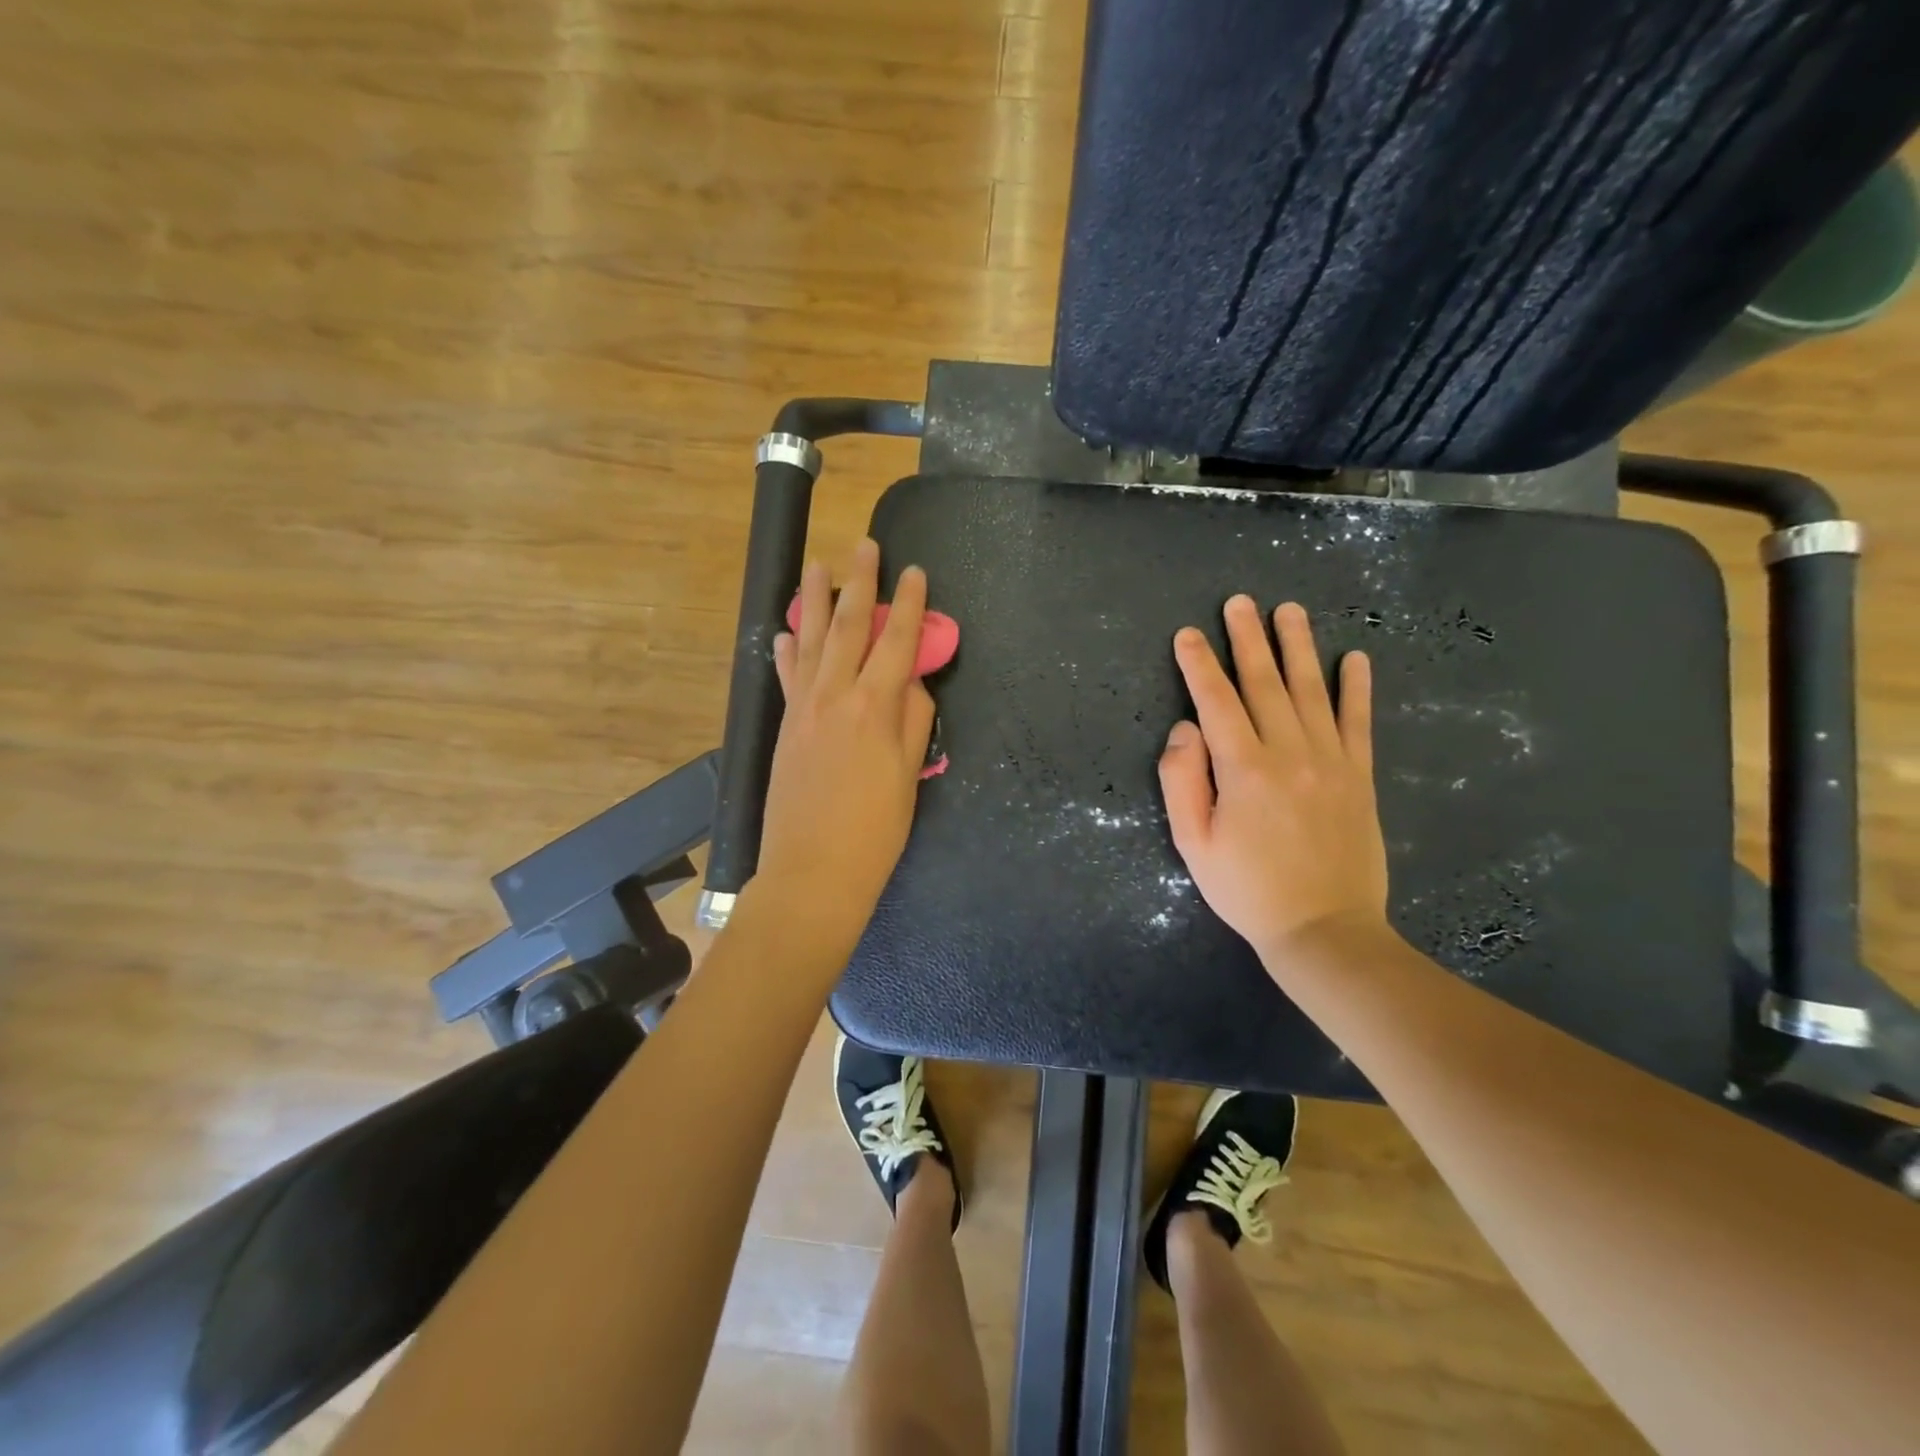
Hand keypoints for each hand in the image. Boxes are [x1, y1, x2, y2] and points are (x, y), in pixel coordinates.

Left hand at [752, 538, 936, 946]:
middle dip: (859, 584)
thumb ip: (913, 722)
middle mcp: (836, 697)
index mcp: (875, 708)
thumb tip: (910, 685)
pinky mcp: (785, 727)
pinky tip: (784, 632)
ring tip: (816, 565)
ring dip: (815, 601)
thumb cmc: (874, 832)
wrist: (813, 872)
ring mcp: (805, 710)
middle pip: (849, 628)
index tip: (915, 572)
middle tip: (863, 546)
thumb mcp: (909, 777)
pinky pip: (787, 677)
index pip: (898, 642)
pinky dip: (786, 651)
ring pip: (811, 642)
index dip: (910, 604)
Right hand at [1158, 596, 1388, 970]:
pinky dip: (1357, 688)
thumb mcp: (1193, 844)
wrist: (1324, 930)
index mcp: (1244, 769)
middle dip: (1247, 639)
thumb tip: (1184, 729)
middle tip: (1239, 602)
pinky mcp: (1360, 777)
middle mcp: (1289, 752)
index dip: (1199, 665)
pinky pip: (1358, 722)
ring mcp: (1331, 761)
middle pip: (1264, 683)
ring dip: (1298, 647)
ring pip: (1312, 690)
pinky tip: (1356, 658)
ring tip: (1289, 611)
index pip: (1216, 701)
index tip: (1187, 634)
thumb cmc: (1247, 890)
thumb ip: (1182, 781)